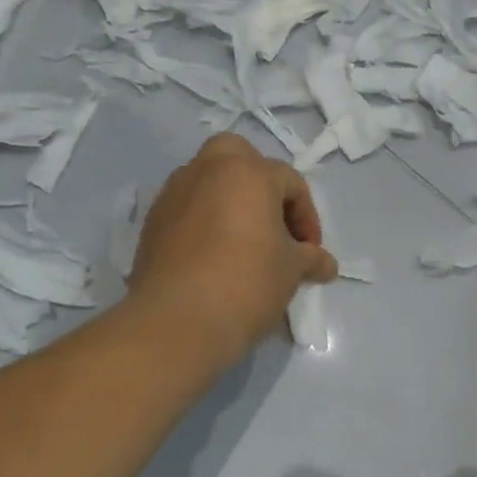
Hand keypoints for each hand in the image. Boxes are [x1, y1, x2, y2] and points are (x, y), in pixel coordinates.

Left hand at [131, 133, 338, 366]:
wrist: (178, 321)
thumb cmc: (247, 283)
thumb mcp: (291, 271)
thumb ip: (310, 258)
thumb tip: (325, 264)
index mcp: (247, 173)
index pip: (290, 182)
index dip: (307, 217)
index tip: (310, 253)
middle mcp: (206, 171)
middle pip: (237, 156)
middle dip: (259, 181)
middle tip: (271, 222)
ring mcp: (173, 194)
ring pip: (206, 180)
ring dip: (227, 200)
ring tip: (242, 242)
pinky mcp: (151, 223)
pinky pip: (185, 209)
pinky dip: (202, 221)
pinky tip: (212, 257)